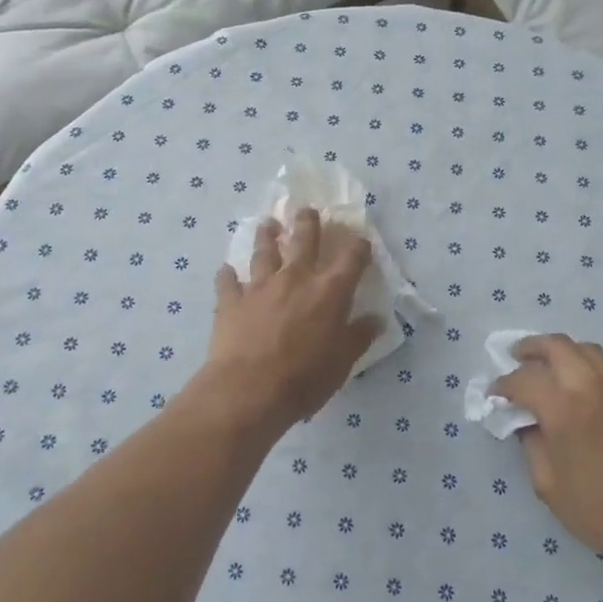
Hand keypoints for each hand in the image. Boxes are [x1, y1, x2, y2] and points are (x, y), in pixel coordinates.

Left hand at [202, 208, 384, 433]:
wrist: (248, 390)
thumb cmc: (304, 377)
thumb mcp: (343, 362)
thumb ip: (359, 336)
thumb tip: (376, 319)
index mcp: (330, 291)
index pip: (352, 258)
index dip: (359, 246)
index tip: (362, 241)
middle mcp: (296, 278)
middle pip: (303, 239)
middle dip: (308, 222)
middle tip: (307, 210)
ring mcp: (260, 286)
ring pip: (264, 251)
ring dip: (267, 236)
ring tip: (268, 224)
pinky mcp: (231, 301)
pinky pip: (227, 281)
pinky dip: (227, 275)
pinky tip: (226, 270)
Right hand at [493, 334, 602, 576]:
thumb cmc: (598, 511)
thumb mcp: (548, 484)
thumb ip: (531, 443)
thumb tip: (526, 421)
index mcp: (564, 409)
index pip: (524, 379)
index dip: (503, 384)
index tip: (493, 394)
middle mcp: (592, 387)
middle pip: (557, 345)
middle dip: (531, 347)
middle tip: (516, 356)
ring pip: (587, 350)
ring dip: (562, 352)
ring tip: (548, 366)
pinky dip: (587, 370)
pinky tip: (582, 392)